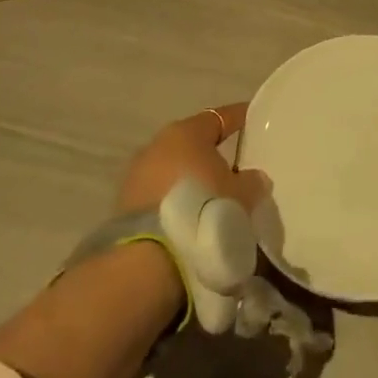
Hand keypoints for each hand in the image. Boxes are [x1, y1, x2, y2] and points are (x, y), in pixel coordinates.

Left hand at [116, 103, 268, 215]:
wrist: (150, 261)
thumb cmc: (203, 211)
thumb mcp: (242, 196)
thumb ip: (251, 181)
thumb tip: (253, 177)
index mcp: (187, 132)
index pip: (219, 117)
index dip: (238, 118)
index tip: (253, 120)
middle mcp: (157, 145)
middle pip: (192, 144)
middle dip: (211, 154)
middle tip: (234, 168)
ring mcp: (136, 176)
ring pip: (173, 170)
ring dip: (190, 180)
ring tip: (211, 200)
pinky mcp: (124, 207)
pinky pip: (158, 196)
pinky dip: (175, 202)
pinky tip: (189, 218)